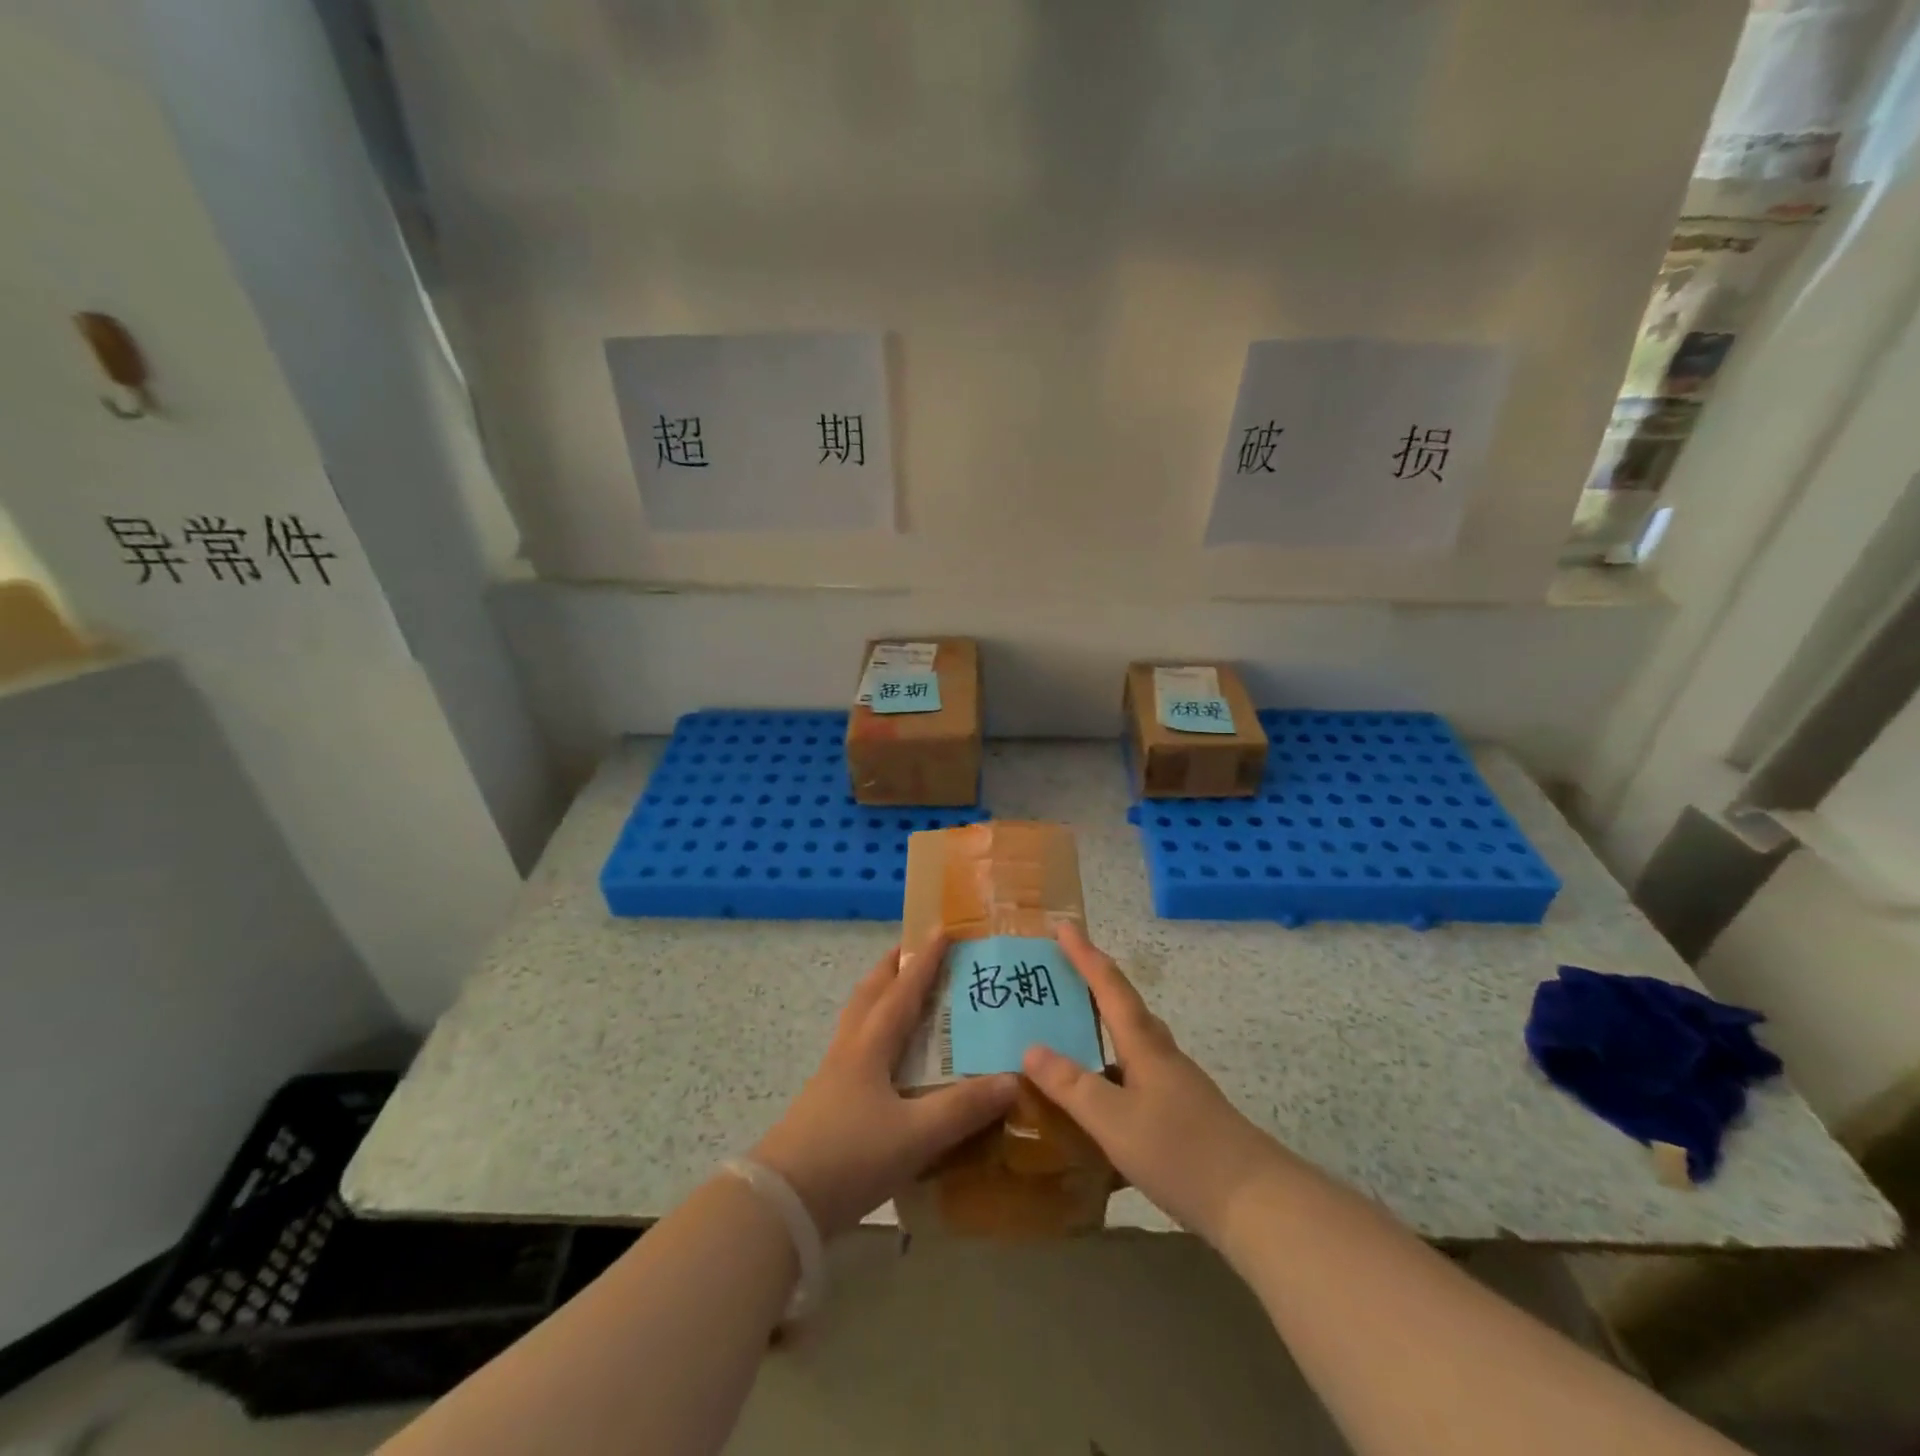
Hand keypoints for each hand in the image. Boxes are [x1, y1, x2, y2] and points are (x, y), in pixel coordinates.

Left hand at [751, 938, 1018, 1236]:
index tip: (942, 929)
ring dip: (880, 996)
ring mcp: (833, 1075)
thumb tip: (1012, 1080)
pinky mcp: (826, 1101)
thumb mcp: (915, 1135)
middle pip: (870, 993)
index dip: (924, 960)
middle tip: (915, 950)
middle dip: (893, 967)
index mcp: (871, 1045)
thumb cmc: (850, 1157)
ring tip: (902, 993)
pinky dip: (874, 1032)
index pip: (903, 990)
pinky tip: (888, 1057)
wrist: (781, 1202)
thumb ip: (963, 1109)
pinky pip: (855, 1047)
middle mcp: (850, 1049)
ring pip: (858, 1019)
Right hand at [1022, 922, 1281, 1244]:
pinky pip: (1135, 1076)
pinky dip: (1110, 1073)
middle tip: (1057, 976)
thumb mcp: (1114, 1121)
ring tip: (1066, 1036)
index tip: (1062, 926)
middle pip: (1124, 1007)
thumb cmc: (1180, 1151)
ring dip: (1100, 1029)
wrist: (1255, 1203)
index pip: (1109, 986)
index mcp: (1144, 1045)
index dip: (1084, 954)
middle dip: (1091, 985)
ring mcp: (1174, 1084)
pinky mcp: (1181, 1113)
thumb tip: (1031, 1048)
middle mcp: (1160, 1055)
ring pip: (1130, 1043)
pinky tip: (1097, 1101)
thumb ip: (1071, 1085)